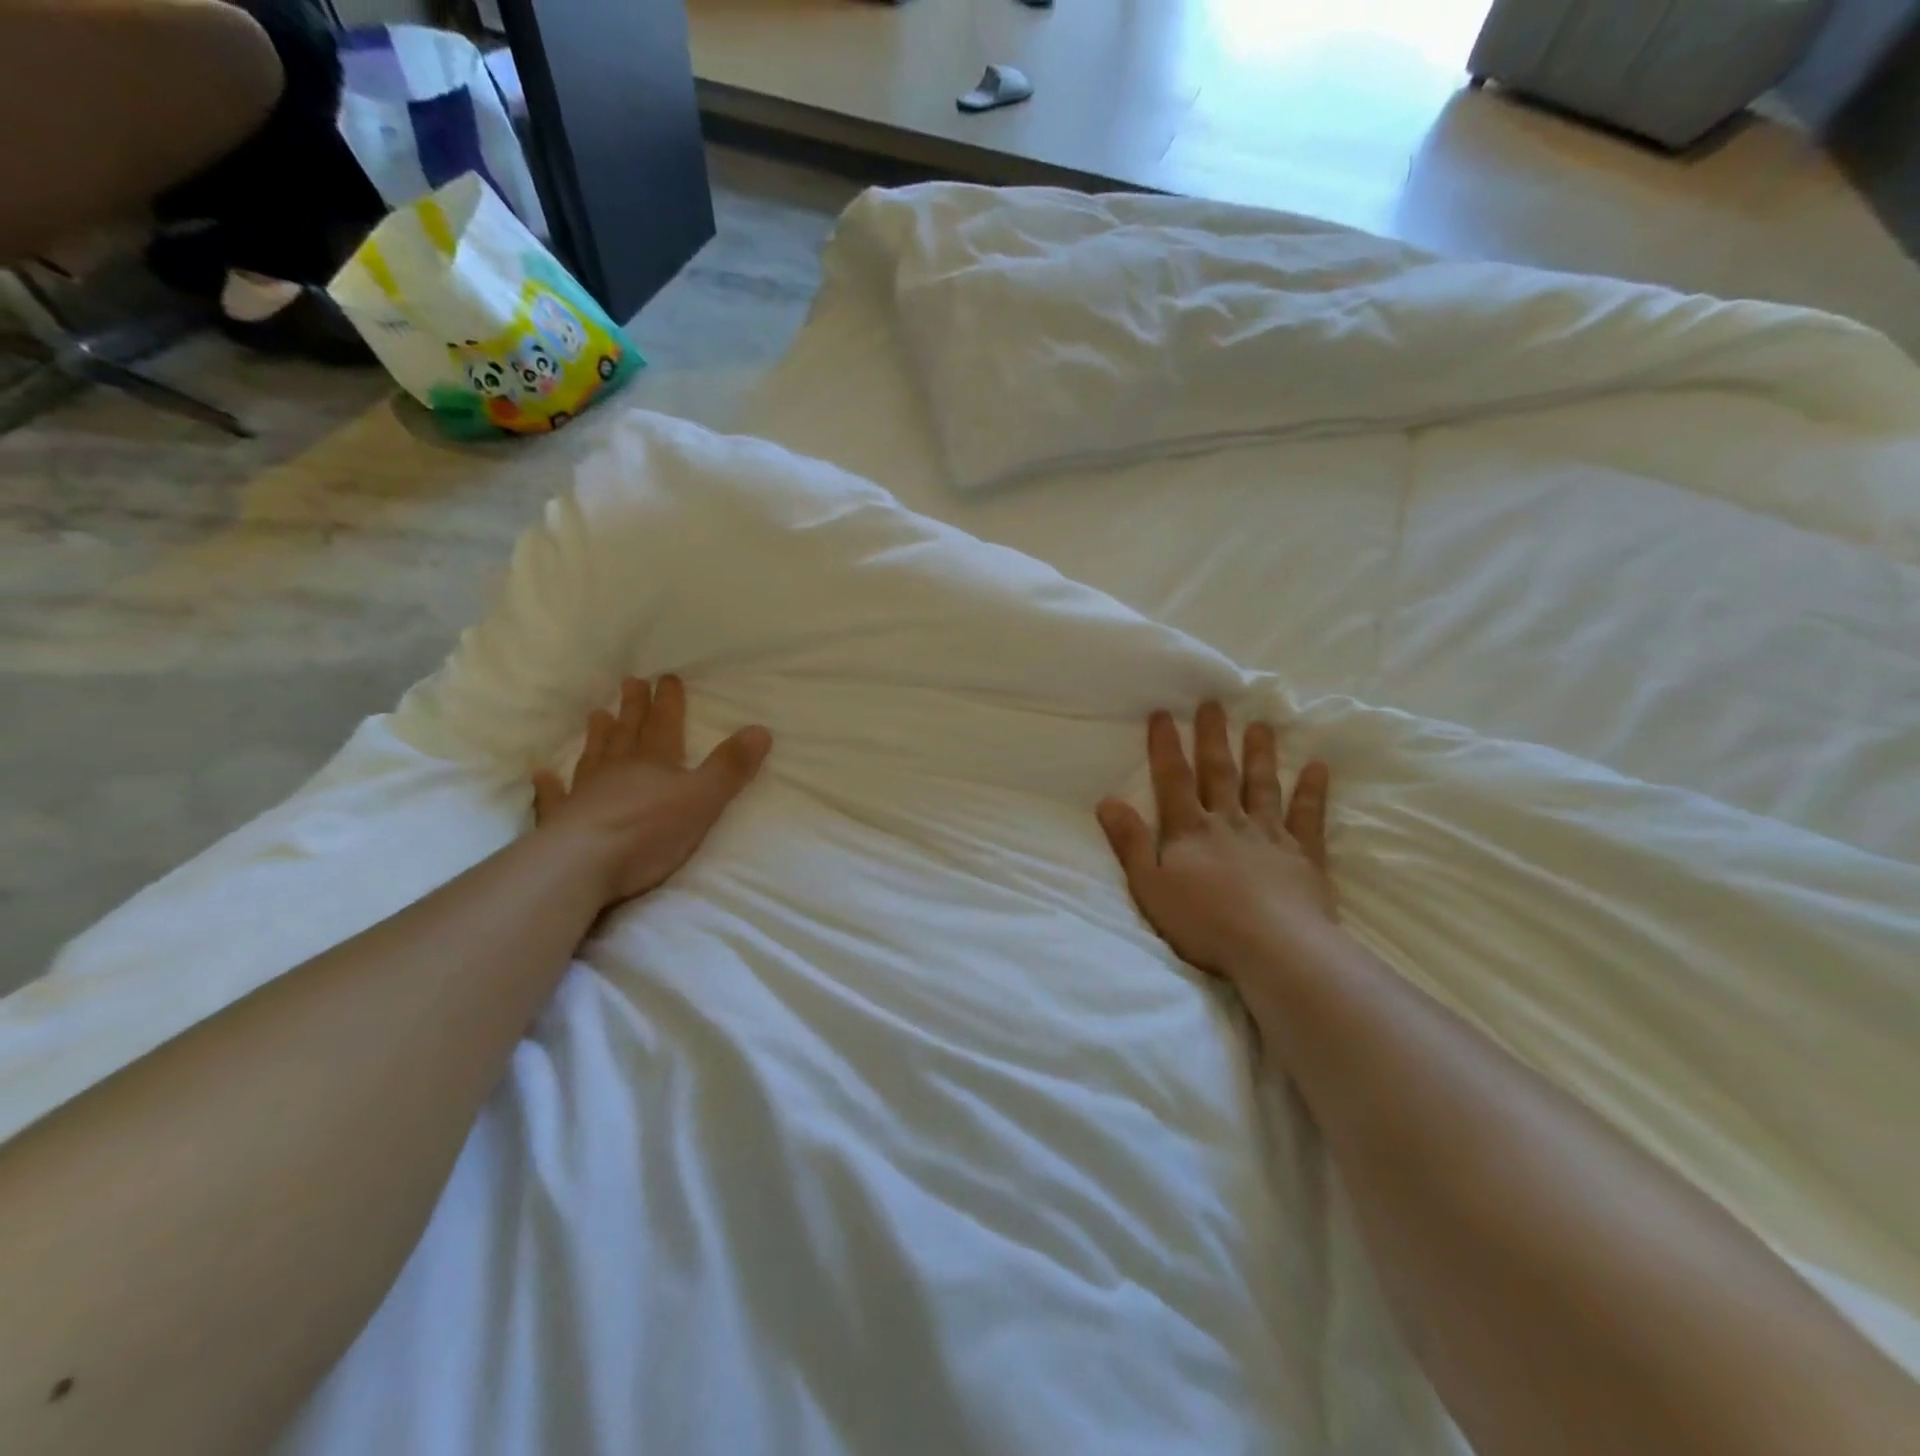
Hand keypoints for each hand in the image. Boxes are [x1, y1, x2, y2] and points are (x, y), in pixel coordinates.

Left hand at [532, 675, 771, 909]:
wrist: (582, 864)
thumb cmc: (649, 831)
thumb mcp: (703, 799)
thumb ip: (731, 767)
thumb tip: (761, 729)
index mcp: (655, 763)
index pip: (665, 724)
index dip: (668, 701)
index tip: (666, 676)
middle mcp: (619, 770)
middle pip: (628, 733)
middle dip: (633, 708)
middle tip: (629, 682)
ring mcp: (586, 794)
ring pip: (595, 757)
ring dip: (598, 736)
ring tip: (596, 714)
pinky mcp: (562, 821)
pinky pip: (554, 798)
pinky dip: (549, 786)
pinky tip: (541, 774)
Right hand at [1097, 703, 1333, 987]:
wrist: (1273, 947)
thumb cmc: (1203, 922)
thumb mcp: (1149, 886)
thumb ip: (1129, 842)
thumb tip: (1107, 801)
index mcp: (1189, 830)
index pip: (1174, 779)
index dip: (1166, 746)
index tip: (1163, 713)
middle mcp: (1229, 822)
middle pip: (1219, 772)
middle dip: (1213, 737)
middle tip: (1214, 703)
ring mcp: (1269, 835)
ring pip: (1262, 785)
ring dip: (1261, 754)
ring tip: (1261, 725)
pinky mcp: (1304, 855)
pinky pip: (1308, 816)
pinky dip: (1312, 791)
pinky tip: (1318, 767)